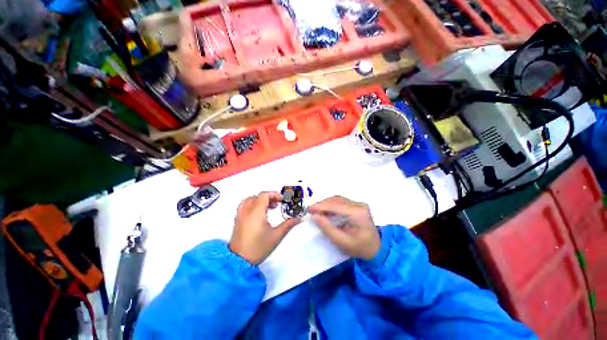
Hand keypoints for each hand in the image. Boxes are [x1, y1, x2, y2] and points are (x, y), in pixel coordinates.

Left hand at [229, 192, 300, 264]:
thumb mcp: (276, 236)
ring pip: (250, 200)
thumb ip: (288, 224)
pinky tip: (259, 213)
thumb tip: (298, 218)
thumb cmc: (259, 247)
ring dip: (260, 200)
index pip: (264, 195)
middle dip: (269, 197)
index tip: (283, 200)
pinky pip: (244, 206)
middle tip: (278, 204)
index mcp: (256, 211)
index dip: (275, 195)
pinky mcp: (237, 220)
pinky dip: (253, 204)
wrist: (239, 261)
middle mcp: (246, 210)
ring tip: (269, 208)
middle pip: (258, 196)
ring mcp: (240, 215)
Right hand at [308, 196, 379, 259]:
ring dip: (326, 204)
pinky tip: (325, 210)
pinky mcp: (357, 205)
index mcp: (358, 213)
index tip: (309, 209)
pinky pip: (341, 202)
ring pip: (338, 199)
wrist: (376, 248)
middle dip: (322, 204)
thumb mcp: (342, 242)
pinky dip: (331, 205)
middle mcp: (359, 205)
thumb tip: (314, 216)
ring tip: (316, 210)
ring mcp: (359, 204)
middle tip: (311, 210)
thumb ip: (327, 228)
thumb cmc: (359, 248)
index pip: (336, 205)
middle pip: (336, 200)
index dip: (321, 206)